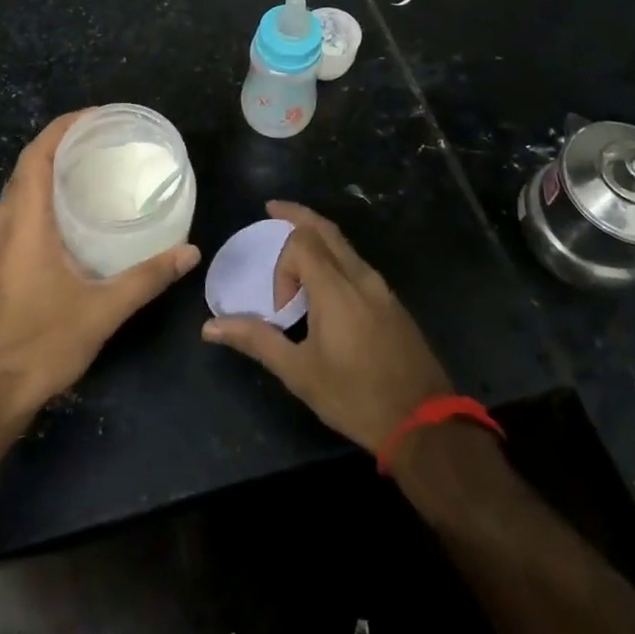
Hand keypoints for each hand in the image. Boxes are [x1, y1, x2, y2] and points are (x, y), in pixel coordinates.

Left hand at [0, 111, 200, 424]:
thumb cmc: (40, 344)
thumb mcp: (102, 311)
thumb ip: (147, 278)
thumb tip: (190, 252)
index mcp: (25, 224)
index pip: (37, 156)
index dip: (62, 127)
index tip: (95, 116)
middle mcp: (5, 227)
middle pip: (26, 167)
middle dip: (59, 142)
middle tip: (100, 137)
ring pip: (18, 190)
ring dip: (47, 168)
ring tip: (87, 165)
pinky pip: (17, 211)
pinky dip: (40, 194)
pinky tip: (68, 214)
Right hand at [201, 201, 451, 453]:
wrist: (424, 423)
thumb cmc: (356, 397)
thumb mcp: (299, 373)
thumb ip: (257, 340)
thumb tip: (210, 327)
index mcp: (336, 288)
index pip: (302, 242)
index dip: (282, 266)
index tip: (281, 308)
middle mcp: (360, 276)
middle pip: (326, 228)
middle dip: (297, 215)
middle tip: (272, 210)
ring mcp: (381, 288)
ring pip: (344, 244)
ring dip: (317, 237)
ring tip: (295, 249)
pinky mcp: (392, 302)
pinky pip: (357, 263)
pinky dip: (335, 256)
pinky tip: (325, 283)